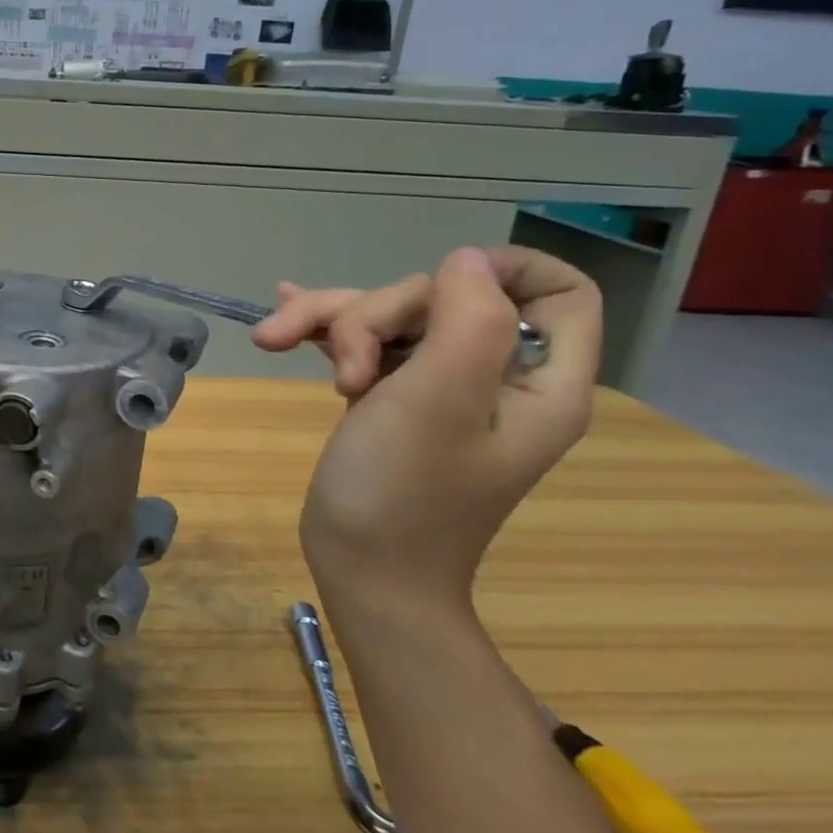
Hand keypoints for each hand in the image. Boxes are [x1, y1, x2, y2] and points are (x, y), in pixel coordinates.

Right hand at [252, 247, 601, 607]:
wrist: (363, 572)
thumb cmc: (403, 494)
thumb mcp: (437, 401)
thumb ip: (467, 321)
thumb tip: (466, 260)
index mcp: (535, 380)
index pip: (557, 292)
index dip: (501, 269)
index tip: (434, 284)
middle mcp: (492, 376)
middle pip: (443, 299)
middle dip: (377, 315)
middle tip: (343, 368)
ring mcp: (438, 388)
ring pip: (390, 319)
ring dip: (332, 322)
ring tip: (275, 343)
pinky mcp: (391, 399)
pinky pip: (363, 344)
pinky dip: (322, 331)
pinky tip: (281, 325)